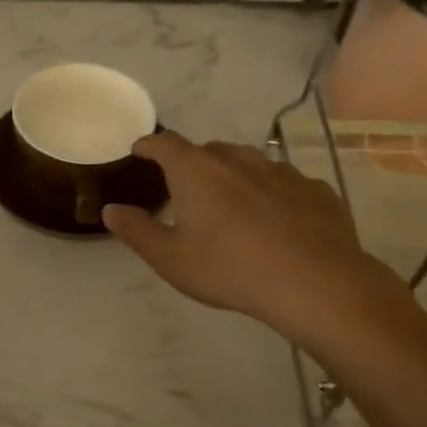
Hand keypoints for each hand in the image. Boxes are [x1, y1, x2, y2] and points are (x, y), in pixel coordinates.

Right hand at [103, 132, 403, 344]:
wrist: (313, 282)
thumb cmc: (229, 268)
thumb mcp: (170, 258)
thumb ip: (136, 231)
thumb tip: (111, 210)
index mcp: (197, 171)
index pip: (165, 144)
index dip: (150, 145)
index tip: (140, 150)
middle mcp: (239, 159)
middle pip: (209, 150)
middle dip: (193, 163)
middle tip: (187, 188)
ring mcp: (282, 171)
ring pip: (250, 163)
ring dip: (235, 175)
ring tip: (232, 203)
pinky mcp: (316, 190)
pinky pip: (285, 184)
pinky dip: (272, 194)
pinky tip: (276, 221)